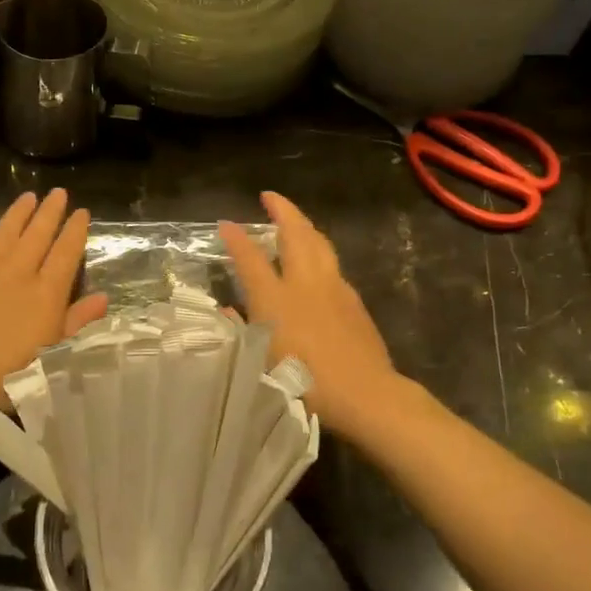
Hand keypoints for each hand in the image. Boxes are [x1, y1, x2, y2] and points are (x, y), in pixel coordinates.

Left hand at [0, 189, 107, 408]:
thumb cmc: (10, 375)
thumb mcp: (55, 354)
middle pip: (37, 234)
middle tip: (58, 192)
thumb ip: (78, 322)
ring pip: (4, 233)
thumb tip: (103, 297)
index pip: (66, 251)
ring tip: (27, 196)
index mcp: (46, 292)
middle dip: (50, 211)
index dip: (76, 230)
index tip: (82, 212)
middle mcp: (17, 272)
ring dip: (17, 214)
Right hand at [220, 192, 399, 438]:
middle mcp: (305, 282)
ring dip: (305, 226)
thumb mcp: (261, 360)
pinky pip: (333, 265)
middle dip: (282, 210)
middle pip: (295, 234)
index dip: (236, 239)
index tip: (226, 223)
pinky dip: (321, 252)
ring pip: (320, 243)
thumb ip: (242, 331)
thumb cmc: (305, 381)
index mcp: (276, 297)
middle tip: (270, 197)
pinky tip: (319, 263)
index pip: (250, 258)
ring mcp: (334, 287)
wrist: (364, 393)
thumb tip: (229, 312)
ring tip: (296, 221)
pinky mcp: (354, 300)